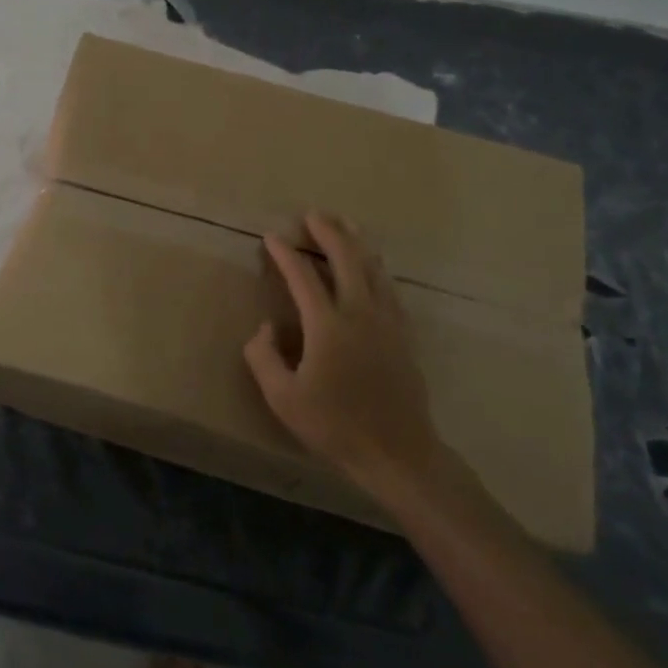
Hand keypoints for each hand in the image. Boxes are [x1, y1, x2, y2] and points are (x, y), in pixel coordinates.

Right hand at [244, 213, 444, 495]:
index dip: (285, 253)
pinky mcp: (403, 335)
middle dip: (329, 231)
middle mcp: (360, 313)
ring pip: (373, 268)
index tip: (271, 236)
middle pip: (347, 258)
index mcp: (328, 325)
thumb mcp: (283, 398)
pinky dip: (375, 268)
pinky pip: (388, 288)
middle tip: (313, 214)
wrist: (398, 453)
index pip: (302, 276)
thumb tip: (265, 328)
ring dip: (356, 242)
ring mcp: (387, 322)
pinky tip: (372, 267)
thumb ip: (264, 357)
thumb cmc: (335, 426)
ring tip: (345, 225)